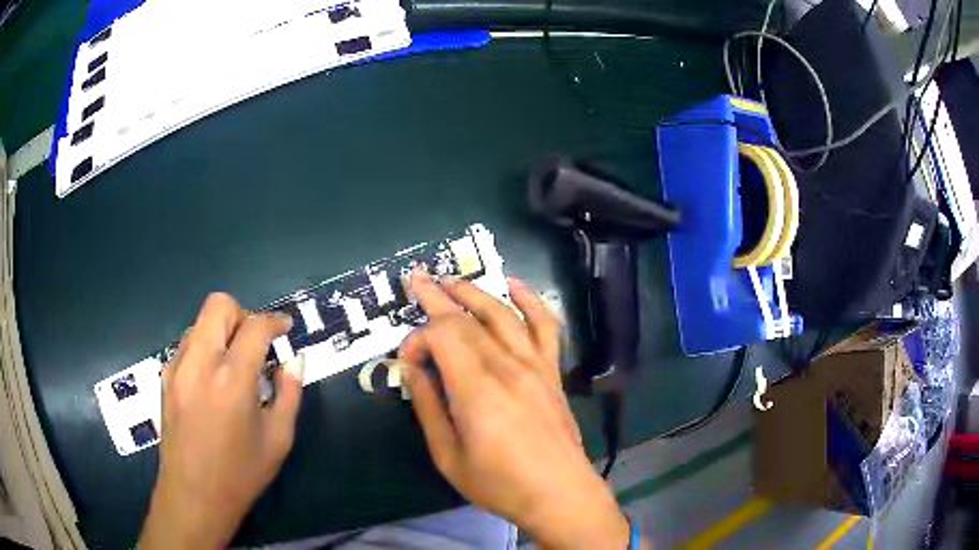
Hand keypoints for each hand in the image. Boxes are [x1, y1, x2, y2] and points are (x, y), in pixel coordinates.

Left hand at [139, 293, 304, 549]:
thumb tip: (294, 360)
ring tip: (234, 364)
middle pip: (219, 305)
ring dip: (222, 332)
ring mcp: (177, 367)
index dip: (275, 321)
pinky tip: (213, 380)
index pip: (255, 326)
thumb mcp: (277, 439)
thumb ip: (290, 394)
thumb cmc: (241, 474)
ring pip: (200, 323)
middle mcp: (200, 363)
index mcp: (232, 380)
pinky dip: (205, 348)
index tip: (285, 328)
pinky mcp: (166, 377)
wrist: (193, 495)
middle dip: (243, 315)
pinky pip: (187, 345)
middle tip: (256, 343)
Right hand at [399, 273, 630, 549]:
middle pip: (468, 318)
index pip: (442, 336)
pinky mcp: (552, 372)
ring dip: (475, 292)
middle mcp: (507, 366)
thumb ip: (429, 407)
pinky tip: (515, 285)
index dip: (418, 339)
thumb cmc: (500, 484)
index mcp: (477, 388)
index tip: (407, 362)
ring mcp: (535, 365)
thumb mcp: (448, 455)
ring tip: (452, 279)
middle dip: (438, 297)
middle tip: (416, 279)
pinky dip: (531, 300)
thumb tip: (412, 369)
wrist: (560, 494)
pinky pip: (545, 326)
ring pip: (503, 314)